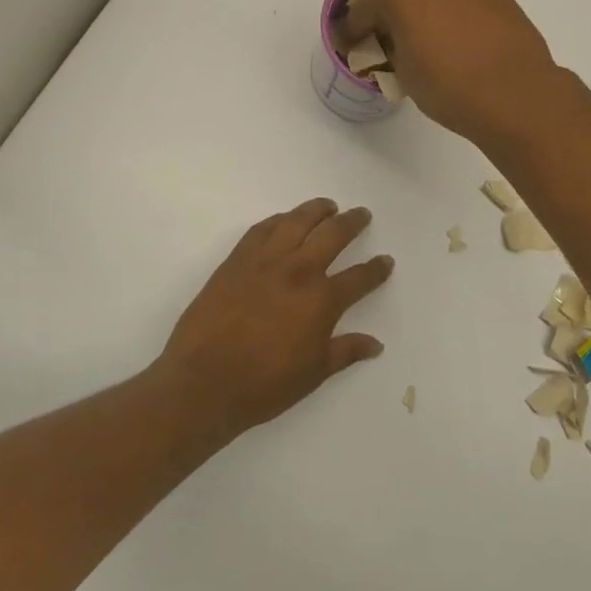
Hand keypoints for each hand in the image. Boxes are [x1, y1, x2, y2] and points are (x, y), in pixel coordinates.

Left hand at [155, 198, 392, 436]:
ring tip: (328, 206)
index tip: (386, 261)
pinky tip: (284, 220)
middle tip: (362, 214)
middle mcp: (297, 271)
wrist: (203, 381)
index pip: (359, 277)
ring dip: (316, 210)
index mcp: (321, 300)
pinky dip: (278, 220)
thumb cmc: (264, 384)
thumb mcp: (314, 373)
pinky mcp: (236, 261)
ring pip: (296, 222)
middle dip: (352, 223)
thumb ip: (346, 351)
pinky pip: (261, 229)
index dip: (376, 269)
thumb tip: (375, 344)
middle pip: (332, 235)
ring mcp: (264, 261)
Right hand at [337, 0, 561, 143]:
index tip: (350, 44)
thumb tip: (394, 43)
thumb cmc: (448, 86)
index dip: (354, 28)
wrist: (516, 95)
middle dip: (391, 12)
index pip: (364, 6)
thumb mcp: (404, 73)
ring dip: (426, 10)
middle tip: (389, 40)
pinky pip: (463, 1)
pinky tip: (460, 43)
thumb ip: (391, 48)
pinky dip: (454, 15)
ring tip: (429, 43)